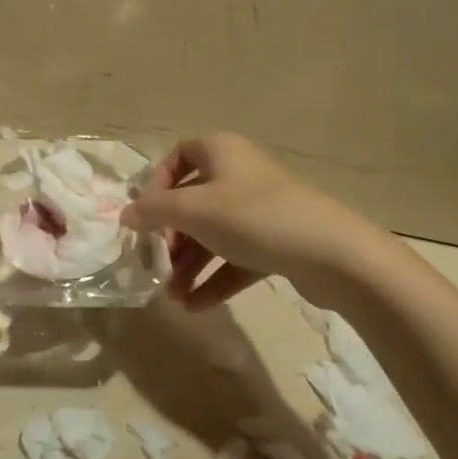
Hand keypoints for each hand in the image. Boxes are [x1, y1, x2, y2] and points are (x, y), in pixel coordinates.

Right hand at [122, 133, 390, 308]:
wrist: (333, 254)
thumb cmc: (253, 217)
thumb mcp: (194, 211)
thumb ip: (153, 212)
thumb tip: (124, 215)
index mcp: (221, 151)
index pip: (179, 155)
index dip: (158, 183)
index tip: (147, 215)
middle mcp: (240, 174)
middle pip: (194, 201)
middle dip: (172, 236)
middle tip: (157, 263)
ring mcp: (261, 210)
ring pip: (214, 234)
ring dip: (190, 264)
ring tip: (174, 297)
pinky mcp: (277, 243)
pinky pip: (236, 258)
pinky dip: (215, 279)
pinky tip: (196, 307)